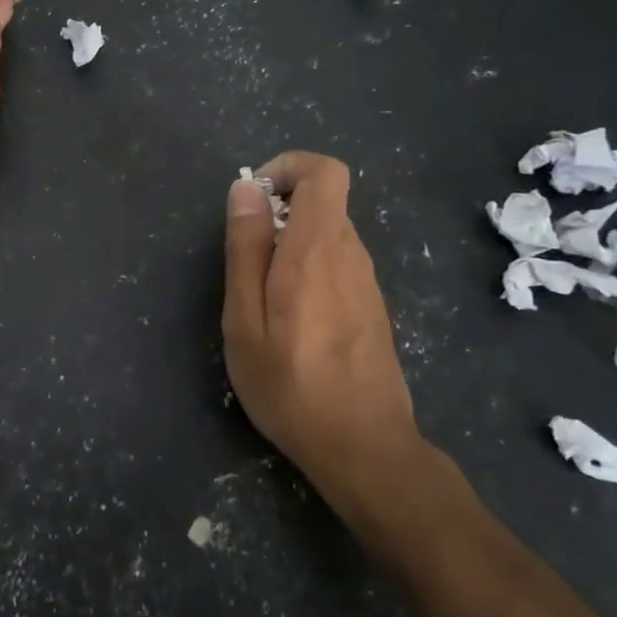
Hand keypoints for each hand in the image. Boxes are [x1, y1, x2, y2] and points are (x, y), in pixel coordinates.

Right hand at [222, 152, 427, 501]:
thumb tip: (246, 189)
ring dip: (291, 242)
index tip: (255, 199)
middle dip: (279, 210)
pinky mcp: (372, 305)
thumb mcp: (245, 319)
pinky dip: (308, 267)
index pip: (325, 171)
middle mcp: (350, 254)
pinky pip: (337, 262)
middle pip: (322, 200)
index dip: (288, 167)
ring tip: (262, 296)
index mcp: (317, 249)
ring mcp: (366, 280)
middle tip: (246, 259)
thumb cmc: (290, 386)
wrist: (365, 449)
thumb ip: (246, 248)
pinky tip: (291, 318)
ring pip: (328, 232)